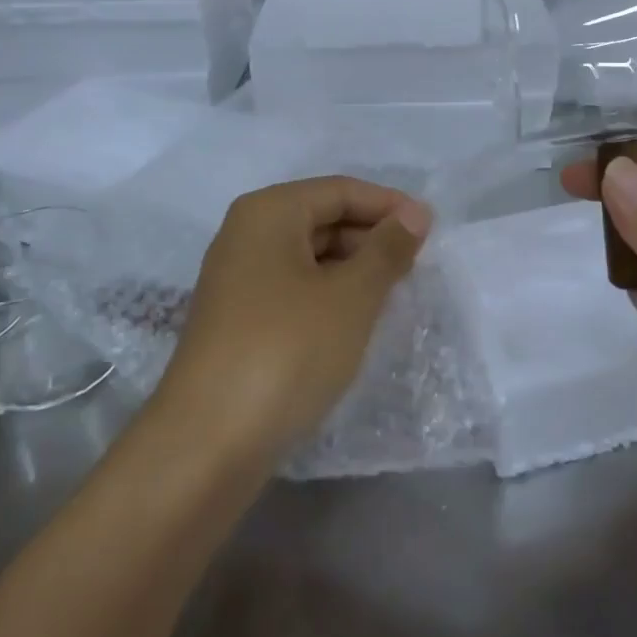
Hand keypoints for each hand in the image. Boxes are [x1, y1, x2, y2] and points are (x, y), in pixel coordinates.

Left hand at [155, 176, 431, 464]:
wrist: (205, 446)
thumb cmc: (286, 351)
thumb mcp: (351, 296)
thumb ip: (387, 249)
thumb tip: (415, 214)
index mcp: (269, 212)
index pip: (340, 190)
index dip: (388, 205)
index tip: (431, 230)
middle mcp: (246, 234)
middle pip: (321, 218)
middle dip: (371, 237)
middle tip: (417, 264)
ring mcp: (236, 279)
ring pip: (308, 256)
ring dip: (352, 268)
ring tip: (394, 293)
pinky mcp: (236, 321)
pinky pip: (293, 288)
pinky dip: (328, 295)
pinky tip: (355, 321)